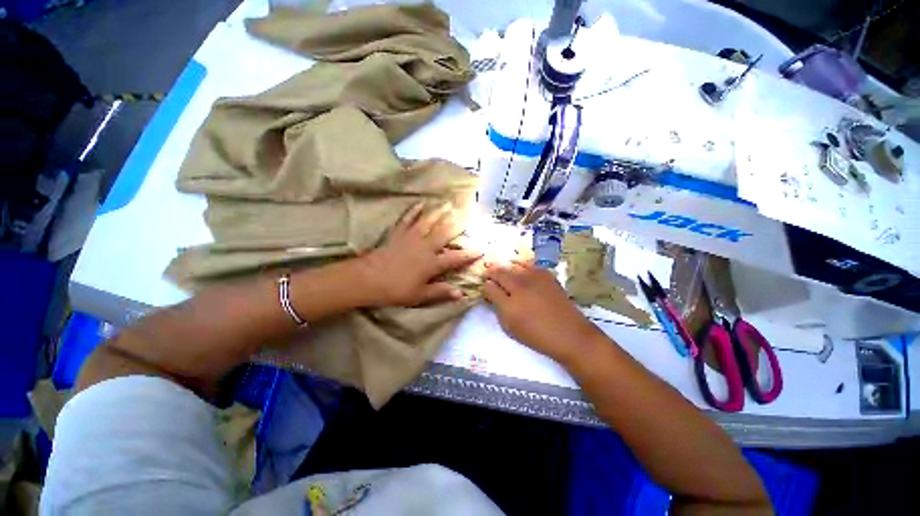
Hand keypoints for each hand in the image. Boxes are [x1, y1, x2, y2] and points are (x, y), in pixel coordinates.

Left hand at [355, 202, 481, 306]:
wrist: (368, 279)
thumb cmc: (395, 290)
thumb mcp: (420, 296)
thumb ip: (440, 292)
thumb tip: (461, 294)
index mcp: (432, 263)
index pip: (455, 258)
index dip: (469, 254)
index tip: (481, 249)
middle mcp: (425, 247)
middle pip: (444, 233)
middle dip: (457, 224)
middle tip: (466, 215)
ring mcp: (411, 238)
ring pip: (429, 222)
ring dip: (439, 212)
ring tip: (448, 204)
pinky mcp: (399, 234)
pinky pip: (408, 219)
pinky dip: (414, 211)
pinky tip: (420, 203)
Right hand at [483, 262, 601, 363]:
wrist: (569, 334)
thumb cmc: (537, 335)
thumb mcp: (511, 328)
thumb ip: (498, 309)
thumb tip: (491, 293)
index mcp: (509, 304)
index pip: (489, 288)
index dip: (485, 286)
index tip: (485, 286)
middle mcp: (520, 287)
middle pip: (500, 273)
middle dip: (492, 273)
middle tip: (490, 274)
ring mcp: (534, 279)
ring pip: (513, 266)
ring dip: (505, 268)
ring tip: (503, 270)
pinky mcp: (546, 275)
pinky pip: (529, 265)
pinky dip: (521, 266)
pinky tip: (520, 269)